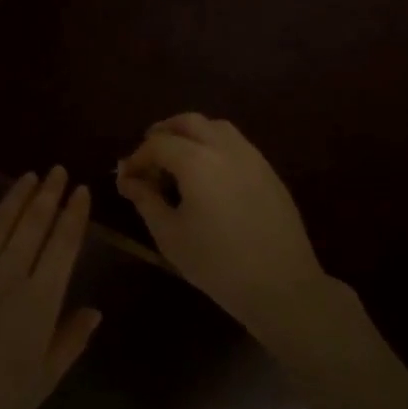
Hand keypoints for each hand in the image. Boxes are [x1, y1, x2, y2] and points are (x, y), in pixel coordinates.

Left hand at [0, 168, 101, 408]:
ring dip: (17, 195)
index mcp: (41, 300)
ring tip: (31, 176)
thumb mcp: (45, 377)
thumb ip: (72, 339)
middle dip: (50, 194)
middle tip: (59, 171)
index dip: (74, 214)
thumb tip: (95, 309)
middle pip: (34, 224)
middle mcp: (9, 275)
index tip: (81, 191)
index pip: (64, 245)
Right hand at [116, 114, 347, 354]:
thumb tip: (128, 179)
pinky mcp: (269, 171)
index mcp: (197, 161)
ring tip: (178, 161)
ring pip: (216, 127)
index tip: (126, 177)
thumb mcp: (170, 235)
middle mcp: (225, 148)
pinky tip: (209, 176)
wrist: (281, 285)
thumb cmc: (216, 263)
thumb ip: (146, 200)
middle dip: (164, 133)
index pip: (157, 144)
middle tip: (149, 157)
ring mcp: (252, 157)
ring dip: (192, 135)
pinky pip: (236, 144)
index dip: (137, 157)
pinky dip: (214, 146)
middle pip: (188, 122)